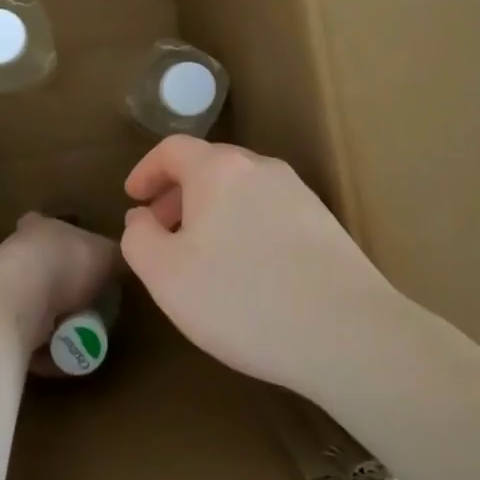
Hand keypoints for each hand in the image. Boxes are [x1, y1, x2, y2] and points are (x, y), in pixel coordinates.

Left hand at [0, 212, 119, 357]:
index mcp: (40, 227)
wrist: (17, 301)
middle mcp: (15, 253)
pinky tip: (62, 359)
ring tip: (80, 336)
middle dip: (61, 285)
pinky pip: (25, 338)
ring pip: (30, 304)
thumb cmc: (65, 264)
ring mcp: (1, 289)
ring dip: (51, 320)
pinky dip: (43, 349)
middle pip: (40, 267)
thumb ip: (117, 257)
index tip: (83, 258)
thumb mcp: (107, 255)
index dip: (66, 240)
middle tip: (90, 305)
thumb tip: (130, 259)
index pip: (47, 225)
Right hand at [120, 138, 399, 394]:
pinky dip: (243, 226)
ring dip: (211, 212)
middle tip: (161, 232)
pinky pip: (268, 211)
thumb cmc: (241, 298)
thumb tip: (142, 217)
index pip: (172, 149)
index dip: (147, 170)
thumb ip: (139, 239)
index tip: (133, 197)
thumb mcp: (166, 276)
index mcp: (219, 169)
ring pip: (241, 190)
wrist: (345, 330)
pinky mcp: (323, 223)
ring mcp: (298, 193)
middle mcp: (261, 168)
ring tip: (202, 256)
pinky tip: (246, 271)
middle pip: (209, 167)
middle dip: (178, 195)